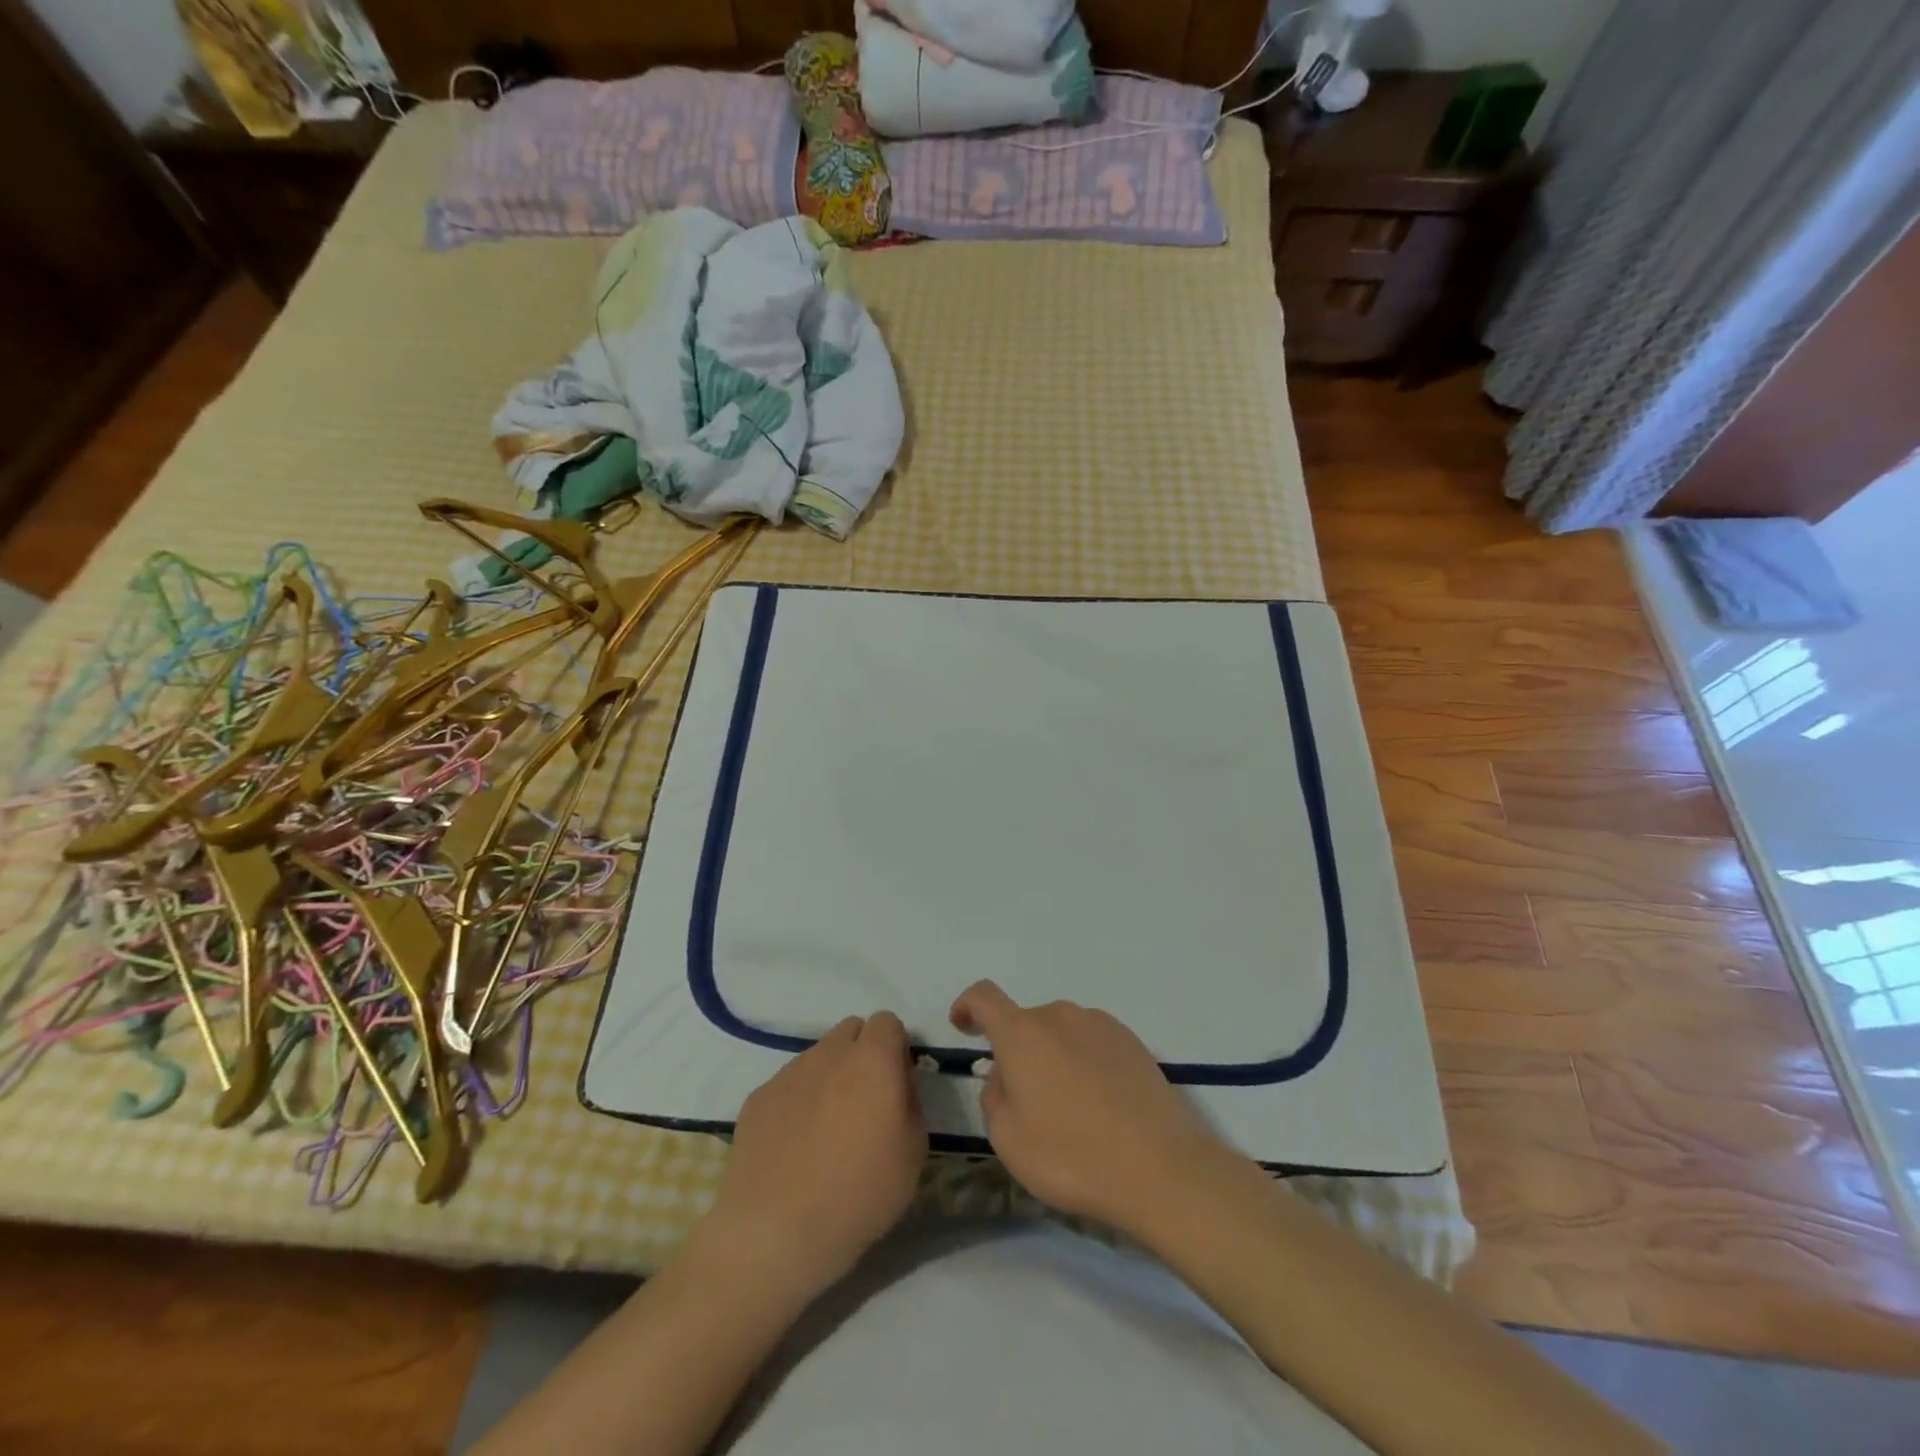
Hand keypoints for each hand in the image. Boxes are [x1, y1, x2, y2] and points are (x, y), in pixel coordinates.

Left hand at [701, 1012, 927, 1292]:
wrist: (775, 1232)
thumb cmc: (858, 1195)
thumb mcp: (914, 1153)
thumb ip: (910, 1102)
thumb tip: (896, 1085)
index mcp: (872, 1060)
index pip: (887, 1022)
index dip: (894, 1049)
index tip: (894, 1085)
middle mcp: (829, 1053)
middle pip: (851, 1031)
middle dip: (861, 1054)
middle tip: (863, 1102)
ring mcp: (789, 1072)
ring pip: (818, 1055)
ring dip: (828, 1076)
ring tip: (824, 1129)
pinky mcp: (758, 1096)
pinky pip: (788, 1083)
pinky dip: (796, 1101)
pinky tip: (793, 1146)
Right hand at [950, 980, 1235, 1234]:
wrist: (1161, 1168)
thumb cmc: (1072, 1155)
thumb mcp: (1008, 1138)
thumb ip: (994, 1095)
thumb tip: (1006, 1074)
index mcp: (1022, 1033)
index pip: (984, 997)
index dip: (968, 1006)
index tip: (963, 1026)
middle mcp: (1060, 1016)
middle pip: (1027, 1023)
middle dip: (1018, 1052)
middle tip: (1025, 1102)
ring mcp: (1101, 1025)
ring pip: (1062, 1033)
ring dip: (1054, 1058)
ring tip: (1068, 1111)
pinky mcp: (1133, 1043)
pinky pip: (1093, 1044)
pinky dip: (1085, 1064)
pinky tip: (1100, 1107)